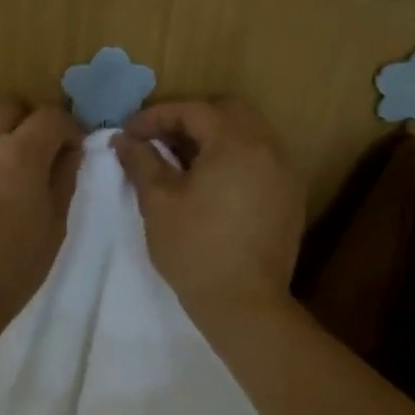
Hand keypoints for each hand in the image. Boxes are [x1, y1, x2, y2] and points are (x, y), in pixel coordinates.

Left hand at [0, 103, 82, 346]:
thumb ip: (64, 180)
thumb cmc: (10, 271)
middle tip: (34, 160)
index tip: (70, 151)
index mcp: (20, 155)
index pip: (50, 117)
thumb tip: (69, 151)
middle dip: (27, 125)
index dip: (66, 129)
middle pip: (9, 110)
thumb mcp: (53, 228)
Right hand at [115, 98, 304, 318]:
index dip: (157, 116)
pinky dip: (234, 158)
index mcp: (236, 143)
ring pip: (248, 133)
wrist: (244, 304)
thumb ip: (142, 162)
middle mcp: (268, 148)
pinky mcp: (290, 197)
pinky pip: (261, 159)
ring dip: (214, 137)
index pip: (194, 110)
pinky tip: (211, 184)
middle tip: (158, 141)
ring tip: (182, 161)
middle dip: (189, 119)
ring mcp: (285, 173)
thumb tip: (124, 140)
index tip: (130, 134)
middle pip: (228, 111)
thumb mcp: (159, 202)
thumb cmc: (195, 249)